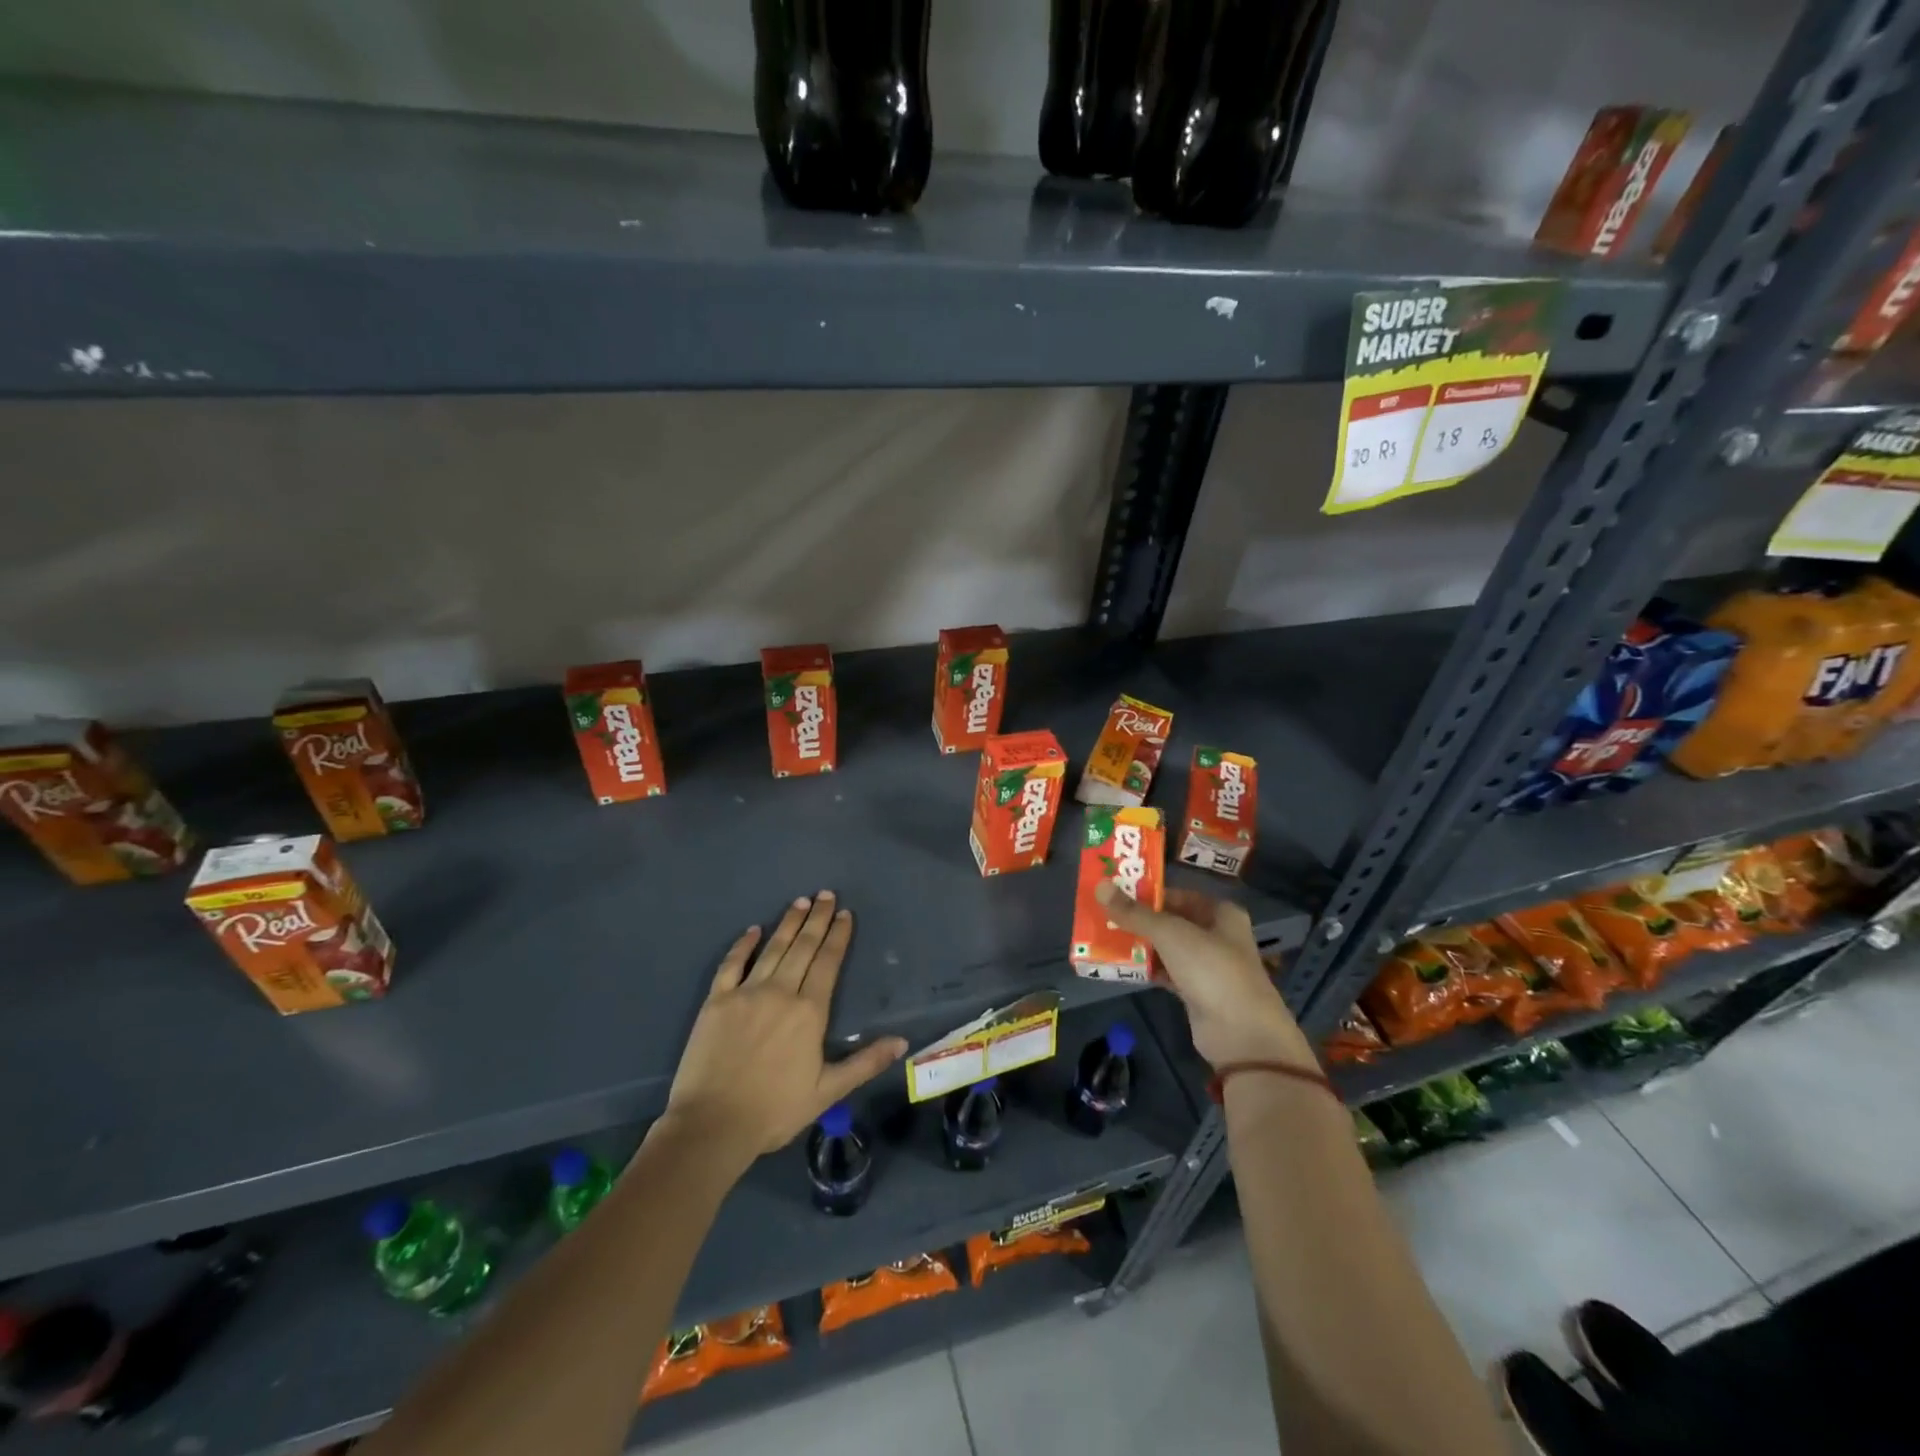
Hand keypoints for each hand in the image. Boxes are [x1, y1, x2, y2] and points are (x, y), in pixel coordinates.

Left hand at [663, 892, 906, 1169]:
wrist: (712, 1125)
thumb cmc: (774, 1110)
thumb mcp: (827, 1091)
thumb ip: (865, 1062)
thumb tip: (902, 1041)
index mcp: (809, 1011)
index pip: (828, 963)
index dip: (838, 936)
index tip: (845, 914)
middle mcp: (781, 992)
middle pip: (803, 947)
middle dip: (817, 919)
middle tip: (826, 894)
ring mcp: (746, 993)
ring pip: (773, 949)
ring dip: (788, 924)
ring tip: (801, 902)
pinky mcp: (716, 1001)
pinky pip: (731, 964)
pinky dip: (743, 945)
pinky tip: (753, 930)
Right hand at [1094, 881, 1314, 1069]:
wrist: (1242, 1034)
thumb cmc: (1211, 969)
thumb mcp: (1170, 934)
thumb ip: (1134, 912)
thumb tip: (1100, 886)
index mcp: (1219, 913)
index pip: (1177, 895)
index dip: (1147, 893)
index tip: (1114, 894)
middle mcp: (1216, 935)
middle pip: (1171, 921)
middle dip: (1139, 920)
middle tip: (1103, 916)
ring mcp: (1207, 965)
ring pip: (1167, 948)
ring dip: (1140, 945)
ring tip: (1105, 938)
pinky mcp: (1197, 992)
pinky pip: (1166, 972)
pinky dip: (1147, 969)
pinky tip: (1121, 967)